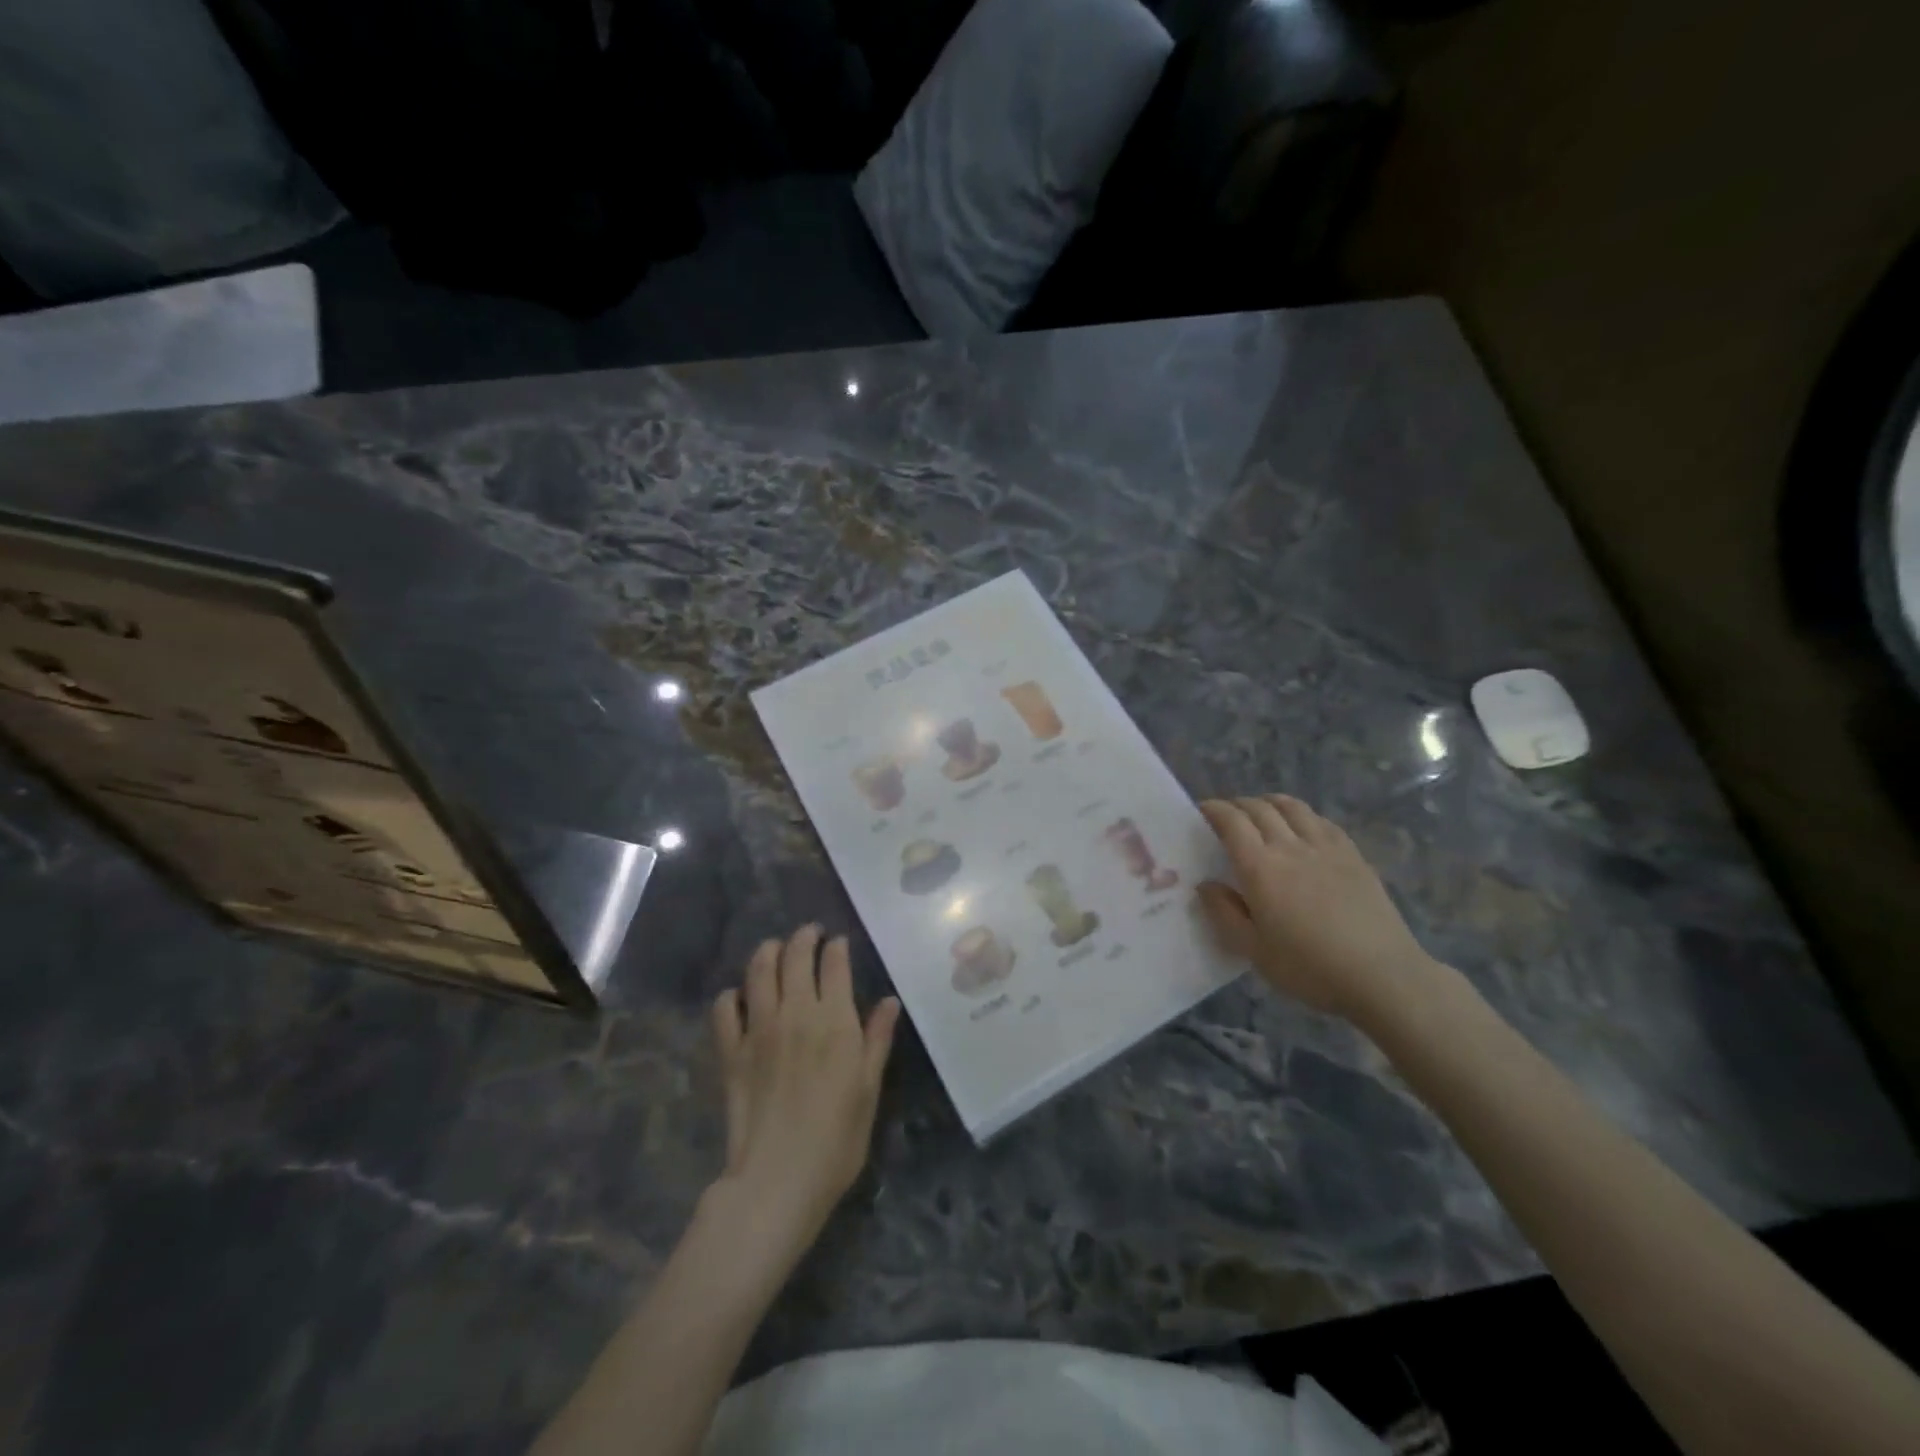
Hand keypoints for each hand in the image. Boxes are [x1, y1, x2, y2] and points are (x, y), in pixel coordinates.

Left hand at [710, 926, 900, 1257]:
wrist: (778, 1178)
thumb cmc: (836, 1138)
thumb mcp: (868, 1089)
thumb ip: (877, 1039)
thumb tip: (888, 1001)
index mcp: (834, 1020)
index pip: (834, 964)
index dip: (837, 947)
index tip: (838, 942)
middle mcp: (795, 1013)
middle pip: (795, 957)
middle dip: (803, 937)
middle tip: (809, 934)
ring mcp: (758, 1030)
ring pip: (759, 971)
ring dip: (767, 952)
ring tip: (775, 949)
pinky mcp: (731, 1051)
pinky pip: (724, 1009)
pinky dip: (731, 995)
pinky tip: (739, 997)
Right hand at [1197, 794, 1438, 1023]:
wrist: (1382, 976)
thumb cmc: (1309, 968)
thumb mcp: (1253, 950)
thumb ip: (1224, 914)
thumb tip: (1206, 885)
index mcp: (1260, 868)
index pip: (1231, 822)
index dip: (1213, 810)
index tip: (1201, 811)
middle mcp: (1290, 847)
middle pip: (1259, 808)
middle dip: (1237, 804)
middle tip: (1226, 814)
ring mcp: (1326, 847)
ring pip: (1293, 807)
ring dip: (1270, 802)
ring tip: (1261, 811)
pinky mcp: (1353, 855)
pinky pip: (1322, 821)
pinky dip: (1302, 815)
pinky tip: (1302, 827)